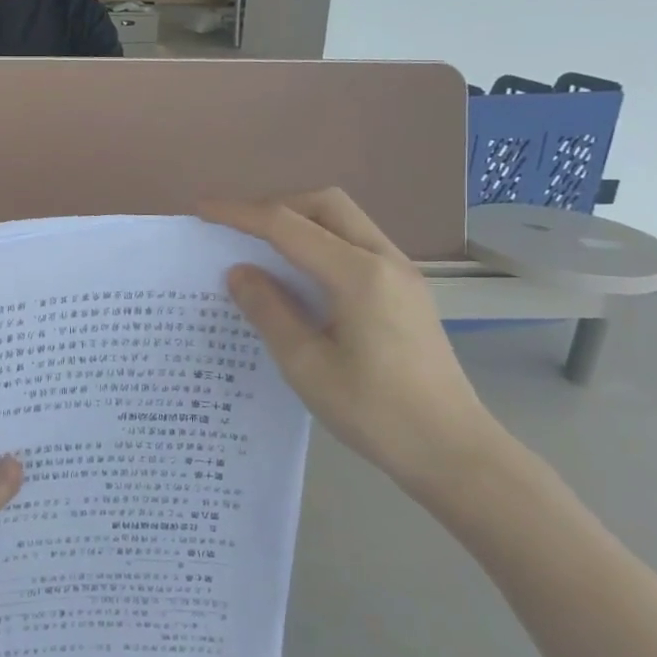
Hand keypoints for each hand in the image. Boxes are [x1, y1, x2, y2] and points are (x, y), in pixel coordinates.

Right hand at [203, 189, 502, 492]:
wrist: (454, 451)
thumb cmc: (375, 413)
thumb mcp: (307, 366)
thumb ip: (270, 311)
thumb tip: (239, 272)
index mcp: (358, 275)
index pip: (288, 226)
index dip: (240, 213)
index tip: (203, 209)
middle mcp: (384, 260)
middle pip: (324, 204)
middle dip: (276, 205)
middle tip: (239, 229)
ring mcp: (402, 273)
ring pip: (345, 220)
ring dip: (301, 221)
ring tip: (263, 248)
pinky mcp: (407, 291)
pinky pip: (357, 244)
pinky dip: (321, 242)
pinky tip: (302, 276)